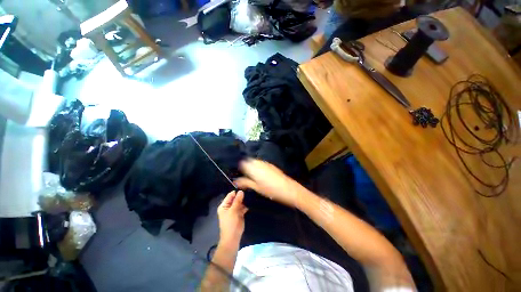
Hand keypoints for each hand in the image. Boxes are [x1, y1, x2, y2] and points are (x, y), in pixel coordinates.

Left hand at [217, 190, 247, 246]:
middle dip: (241, 196)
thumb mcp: (233, 210)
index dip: (237, 192)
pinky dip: (246, 205)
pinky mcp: (239, 213)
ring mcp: (234, 210)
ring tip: (251, 196)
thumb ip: (237, 200)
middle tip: (249, 191)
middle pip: (235, 198)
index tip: (244, 188)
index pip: (230, 195)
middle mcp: (229, 206)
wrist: (233, 237)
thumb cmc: (230, 223)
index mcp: (224, 205)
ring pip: (240, 202)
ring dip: (244, 200)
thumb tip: (241, 191)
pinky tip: (251, 202)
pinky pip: (243, 207)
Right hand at [234, 159, 304, 207]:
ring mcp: (266, 163)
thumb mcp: (256, 187)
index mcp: (253, 168)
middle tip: (246, 175)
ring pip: (255, 162)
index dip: (240, 168)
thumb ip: (245, 183)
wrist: (287, 188)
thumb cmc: (270, 190)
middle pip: (249, 161)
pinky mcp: (271, 165)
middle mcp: (259, 163)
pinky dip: (259, 167)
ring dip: (253, 166)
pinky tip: (261, 174)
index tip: (240, 174)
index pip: (243, 163)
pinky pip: (261, 163)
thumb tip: (236, 181)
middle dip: (246, 166)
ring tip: (253, 176)